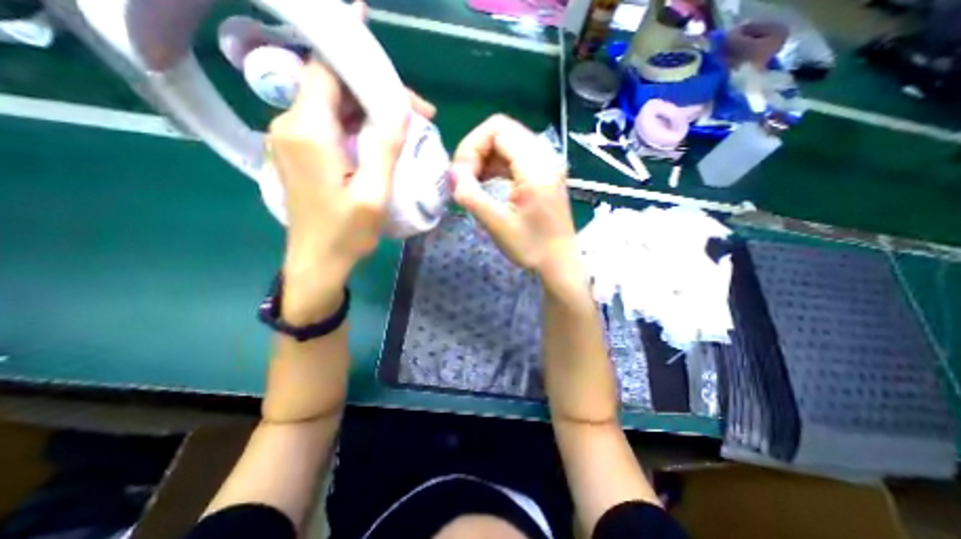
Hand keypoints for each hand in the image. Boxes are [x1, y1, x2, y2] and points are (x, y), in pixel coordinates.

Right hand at [449, 115, 581, 296]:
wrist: (559, 263)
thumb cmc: (531, 248)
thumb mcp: (497, 224)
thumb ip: (471, 196)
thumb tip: (452, 173)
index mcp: (535, 167)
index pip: (498, 128)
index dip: (472, 146)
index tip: (462, 175)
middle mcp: (544, 157)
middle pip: (502, 131)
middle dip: (476, 151)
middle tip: (465, 179)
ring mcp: (545, 165)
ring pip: (507, 143)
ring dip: (485, 158)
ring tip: (473, 183)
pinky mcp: (543, 175)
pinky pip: (514, 157)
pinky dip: (496, 165)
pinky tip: (486, 183)